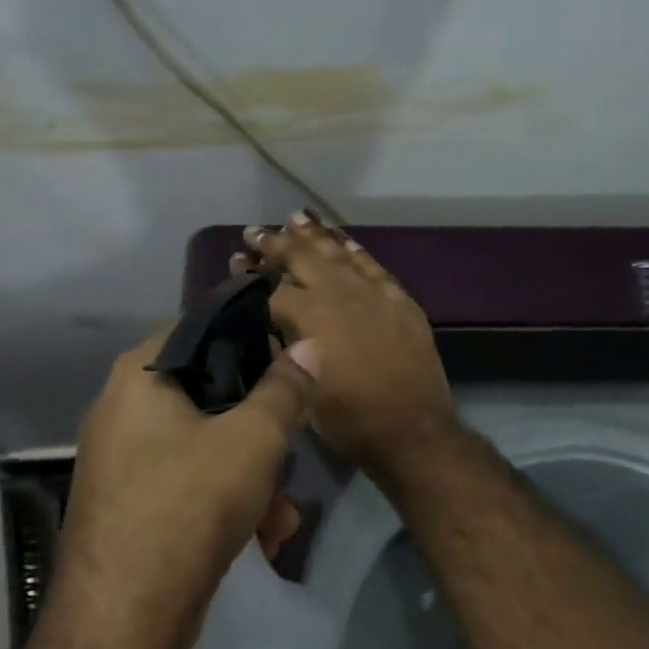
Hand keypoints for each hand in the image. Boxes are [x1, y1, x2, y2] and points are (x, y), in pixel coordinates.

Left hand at [56, 327, 316, 648]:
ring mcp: (121, 459)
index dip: (250, 340)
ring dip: (251, 475)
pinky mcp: (129, 502)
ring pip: (203, 444)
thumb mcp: (254, 440)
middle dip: (259, 428)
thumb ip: (285, 388)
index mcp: (138, 376)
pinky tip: (262, 539)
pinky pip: (186, 481)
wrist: (121, 622)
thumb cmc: (189, 506)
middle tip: (290, 448)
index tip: (289, 365)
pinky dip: (225, 501)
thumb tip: (309, 345)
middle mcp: (121, 408)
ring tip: (282, 517)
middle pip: (207, 392)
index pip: (200, 328)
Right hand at [238, 212, 455, 481]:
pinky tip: (343, 240)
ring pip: (338, 253)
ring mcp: (372, 293)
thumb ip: (281, 349)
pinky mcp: (399, 300)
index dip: (249, 273)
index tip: (237, 259)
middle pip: (301, 257)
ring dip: (314, 236)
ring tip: (296, 219)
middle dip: (275, 242)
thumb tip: (266, 324)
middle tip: (255, 231)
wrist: (411, 429)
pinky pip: (373, 266)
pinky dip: (355, 250)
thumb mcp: (299, 389)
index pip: (269, 286)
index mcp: (307, 316)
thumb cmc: (346, 419)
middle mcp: (338, 294)